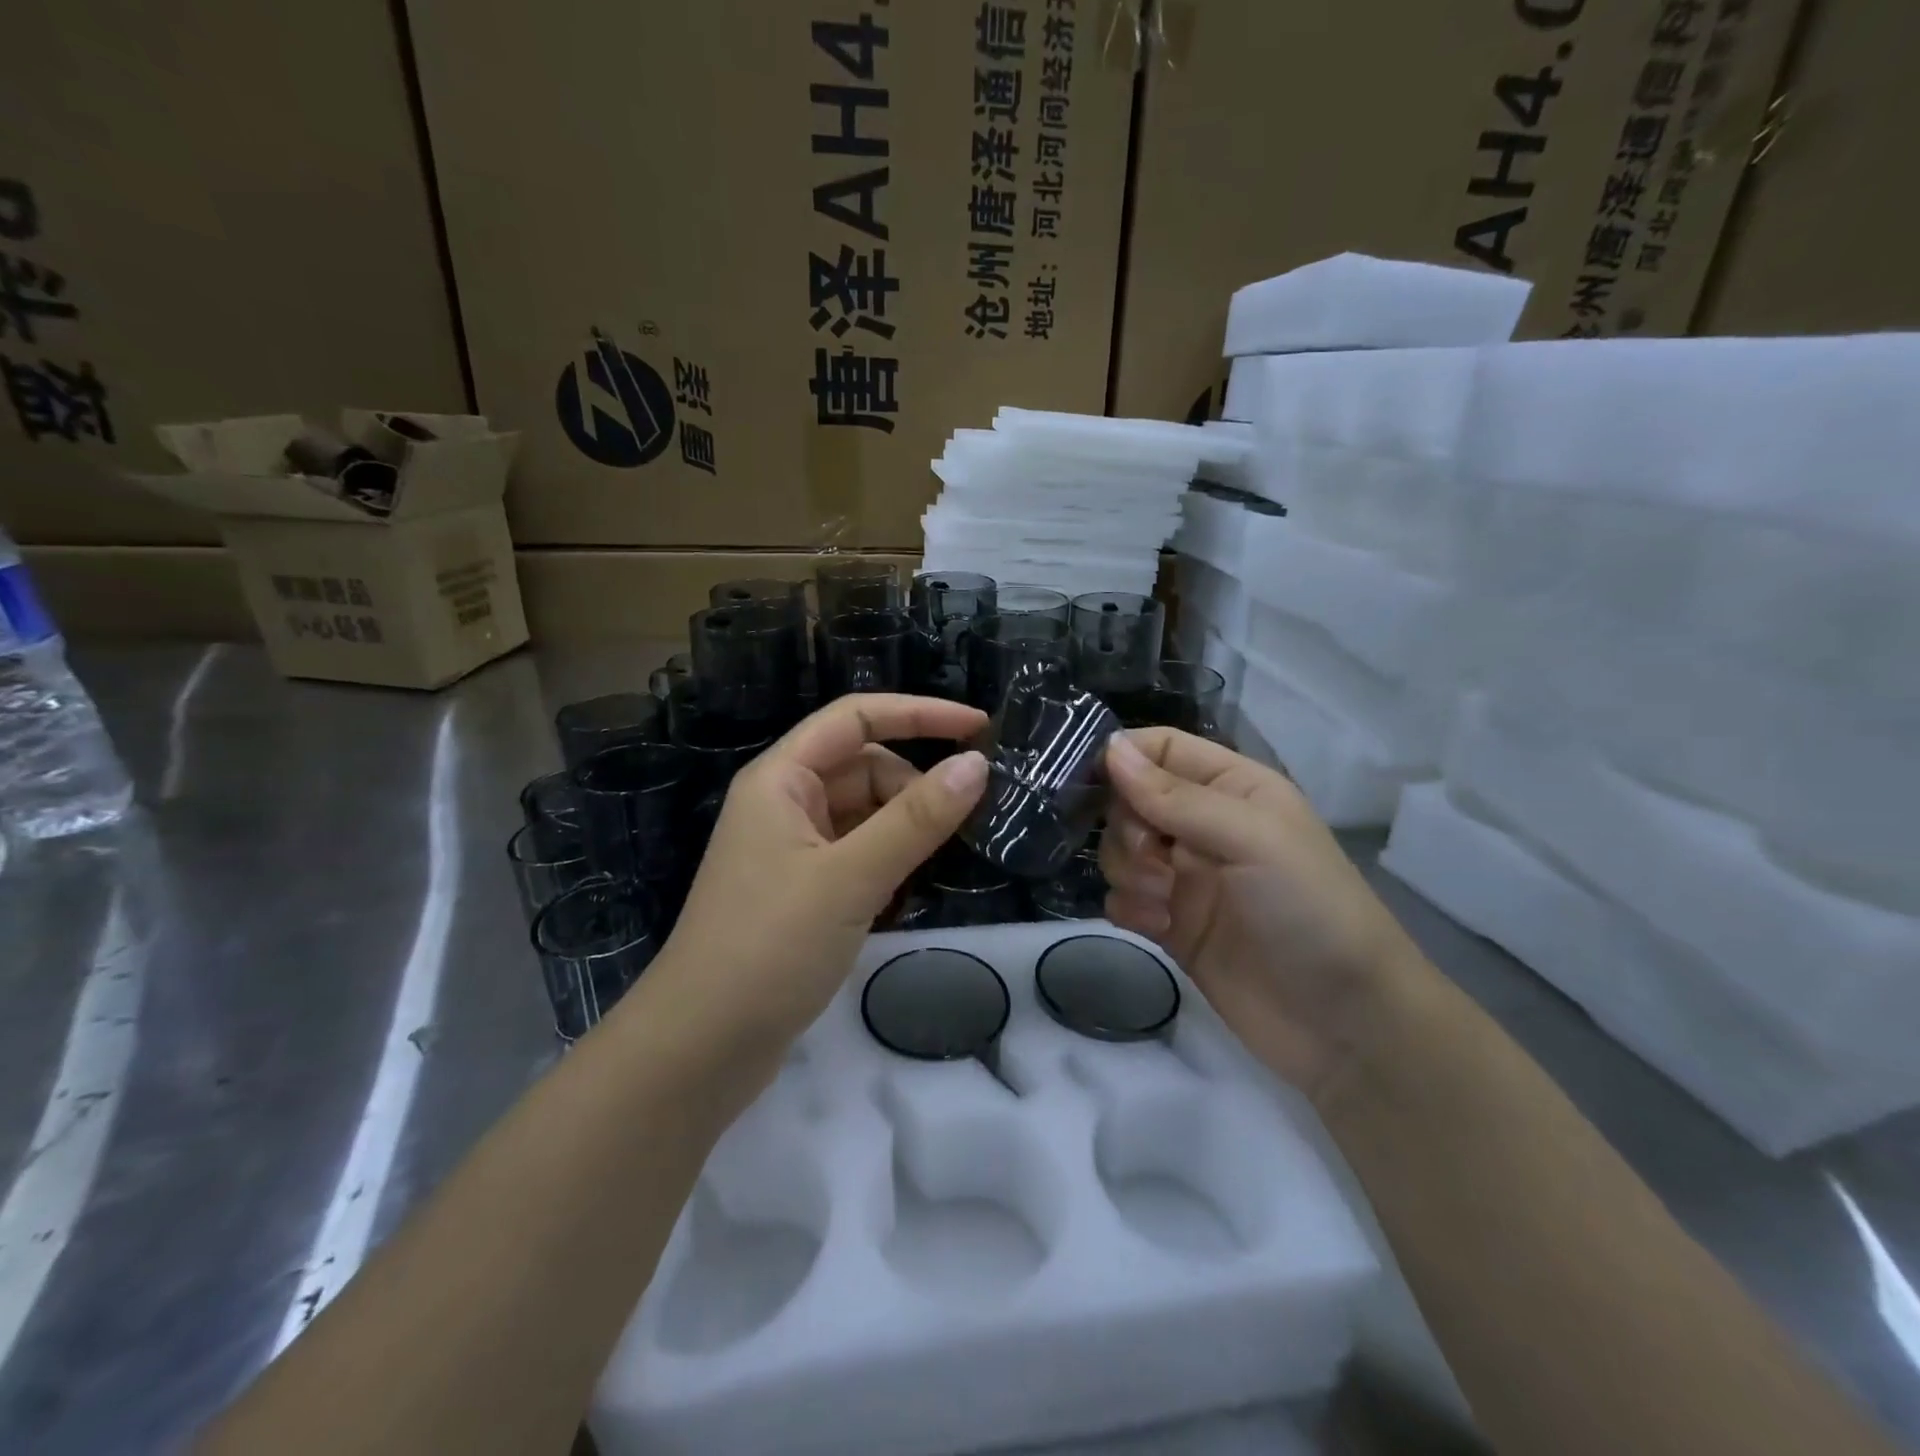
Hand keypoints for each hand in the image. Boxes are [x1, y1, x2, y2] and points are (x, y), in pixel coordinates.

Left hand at [642, 694, 989, 1055]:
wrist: (701, 1048)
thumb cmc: (770, 946)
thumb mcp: (851, 877)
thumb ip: (917, 819)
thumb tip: (976, 764)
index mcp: (781, 779)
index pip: (857, 718)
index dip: (919, 713)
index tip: (979, 727)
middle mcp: (785, 804)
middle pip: (865, 768)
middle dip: (915, 786)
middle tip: (966, 822)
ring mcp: (792, 850)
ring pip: (865, 814)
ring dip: (906, 828)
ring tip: (942, 860)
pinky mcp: (802, 891)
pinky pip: (859, 854)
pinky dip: (890, 862)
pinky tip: (911, 891)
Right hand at [1099, 728, 1425, 1102]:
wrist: (1343, 1024)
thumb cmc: (1309, 910)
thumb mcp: (1252, 839)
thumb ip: (1176, 796)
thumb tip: (1110, 748)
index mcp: (1233, 788)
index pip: (1162, 749)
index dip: (1125, 757)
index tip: (1091, 780)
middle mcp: (1204, 825)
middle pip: (1130, 800)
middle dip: (1127, 826)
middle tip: (1153, 858)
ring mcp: (1185, 877)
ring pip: (1120, 849)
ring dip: (1128, 870)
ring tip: (1163, 901)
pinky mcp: (1170, 924)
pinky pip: (1122, 897)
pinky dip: (1128, 907)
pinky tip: (1157, 927)